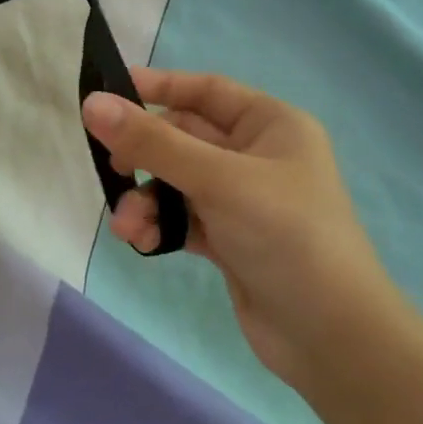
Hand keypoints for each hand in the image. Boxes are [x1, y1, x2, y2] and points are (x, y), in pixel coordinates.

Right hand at [81, 69, 399, 388]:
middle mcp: (257, 156)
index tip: (107, 94)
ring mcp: (242, 200)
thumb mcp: (217, 180)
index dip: (159, 88)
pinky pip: (182, 219)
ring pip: (176, 183)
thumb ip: (153, 143)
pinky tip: (142, 243)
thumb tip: (92, 104)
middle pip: (183, 138)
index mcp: (271, 125)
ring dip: (146, 200)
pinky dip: (159, 226)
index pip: (206, 91)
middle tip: (111, 168)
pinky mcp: (229, 239)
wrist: (330, 336)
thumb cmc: (285, 235)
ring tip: (126, 226)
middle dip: (145, 157)